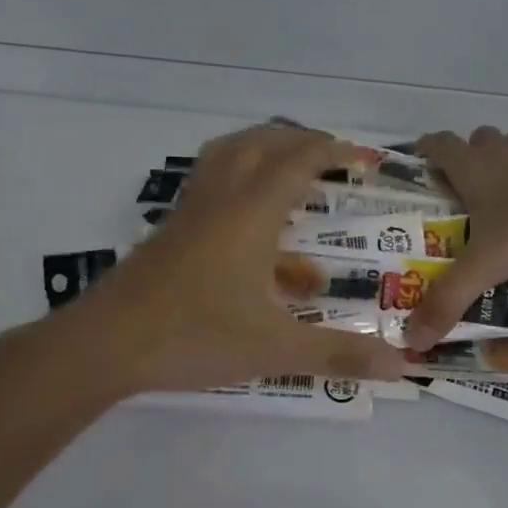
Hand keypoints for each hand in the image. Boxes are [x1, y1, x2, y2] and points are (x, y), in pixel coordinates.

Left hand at [60, 126, 408, 394]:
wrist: (106, 344)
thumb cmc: (195, 335)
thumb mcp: (275, 348)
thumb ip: (338, 353)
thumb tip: (401, 366)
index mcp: (251, 213)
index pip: (298, 161)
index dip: (334, 152)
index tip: (363, 159)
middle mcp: (221, 199)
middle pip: (261, 143)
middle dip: (299, 141)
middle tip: (330, 156)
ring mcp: (190, 212)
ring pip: (226, 155)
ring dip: (261, 150)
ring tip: (288, 167)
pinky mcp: (170, 231)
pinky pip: (208, 185)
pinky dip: (236, 182)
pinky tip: (250, 226)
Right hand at [404, 127, 507, 347]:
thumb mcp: (489, 264)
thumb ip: (451, 299)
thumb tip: (412, 339)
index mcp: (474, 167)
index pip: (439, 145)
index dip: (426, 151)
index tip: (421, 166)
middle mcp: (505, 150)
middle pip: (479, 141)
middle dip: (470, 160)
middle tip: (467, 195)